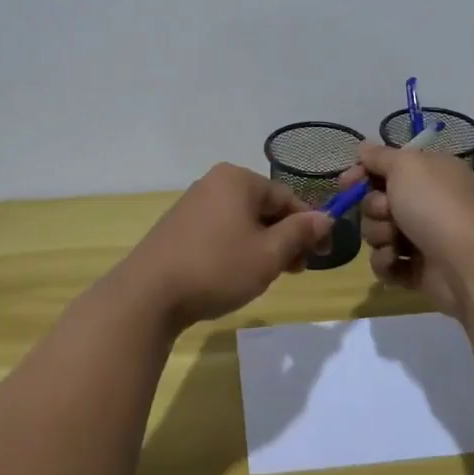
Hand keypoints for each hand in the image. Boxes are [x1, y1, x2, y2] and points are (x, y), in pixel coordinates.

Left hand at [114, 164, 331, 332]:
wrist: (149, 295)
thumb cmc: (217, 268)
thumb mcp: (269, 254)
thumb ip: (300, 233)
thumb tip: (325, 218)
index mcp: (237, 179)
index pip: (287, 197)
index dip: (310, 226)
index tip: (324, 255)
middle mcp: (214, 183)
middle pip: (264, 207)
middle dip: (285, 237)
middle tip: (297, 270)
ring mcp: (192, 204)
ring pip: (243, 221)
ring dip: (263, 245)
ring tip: (268, 276)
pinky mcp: (178, 227)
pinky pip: (220, 231)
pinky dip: (237, 248)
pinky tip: (238, 274)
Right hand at [341, 143, 473, 318]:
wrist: (466, 264)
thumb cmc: (435, 205)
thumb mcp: (405, 166)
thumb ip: (379, 156)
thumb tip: (363, 148)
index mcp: (430, 172)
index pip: (386, 167)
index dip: (362, 173)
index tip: (346, 182)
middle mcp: (427, 201)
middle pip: (376, 200)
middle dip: (374, 208)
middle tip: (387, 212)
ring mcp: (422, 237)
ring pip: (377, 232)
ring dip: (380, 235)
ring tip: (396, 242)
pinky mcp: (417, 269)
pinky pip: (386, 262)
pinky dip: (387, 262)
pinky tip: (397, 261)